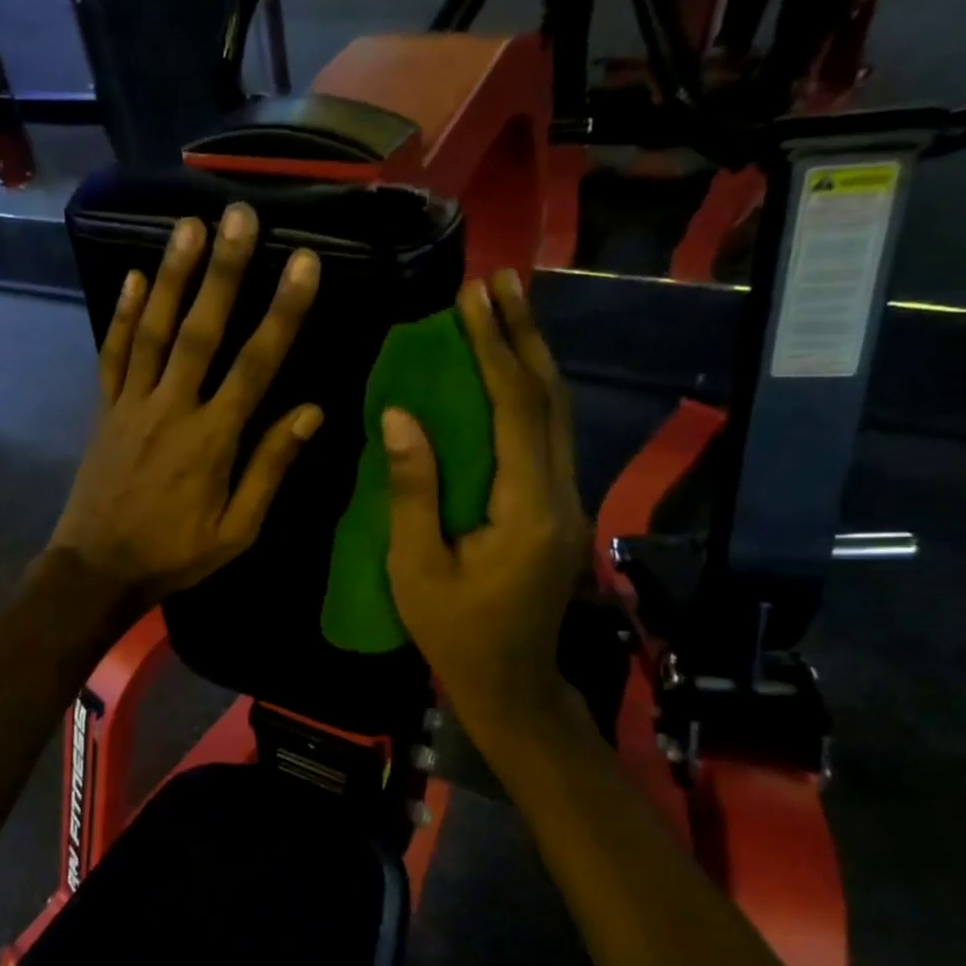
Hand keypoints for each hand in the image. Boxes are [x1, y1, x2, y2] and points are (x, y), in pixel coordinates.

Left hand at [47, 203, 323, 608]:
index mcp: (213, 439)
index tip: (303, 263)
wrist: (97, 569)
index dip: (282, 312)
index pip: (256, 365)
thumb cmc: (175, 554)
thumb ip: (271, 467)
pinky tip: (134, 276)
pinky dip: (121, 315)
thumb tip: (311, 411)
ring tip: (189, 225)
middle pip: (201, 331)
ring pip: (153, 330)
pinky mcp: (104, 409)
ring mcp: (132, 404)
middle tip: (240, 216)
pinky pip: (112, 354)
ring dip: (173, 276)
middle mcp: (172, 408)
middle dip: (224, 271)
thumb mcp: (237, 529)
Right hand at [383, 268, 589, 748]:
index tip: (473, 299)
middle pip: (549, 400)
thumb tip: (399, 415)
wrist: (511, 685)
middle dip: (524, 336)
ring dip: (531, 358)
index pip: (514, 411)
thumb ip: (412, 490)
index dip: (494, 349)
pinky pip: (547, 437)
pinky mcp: (558, 510)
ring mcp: (567, 502)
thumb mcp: (417, 567)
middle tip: (502, 281)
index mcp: (526, 509)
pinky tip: (509, 374)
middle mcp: (560, 495)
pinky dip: (528, 394)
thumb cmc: (455, 633)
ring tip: (508, 309)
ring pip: (556, 415)